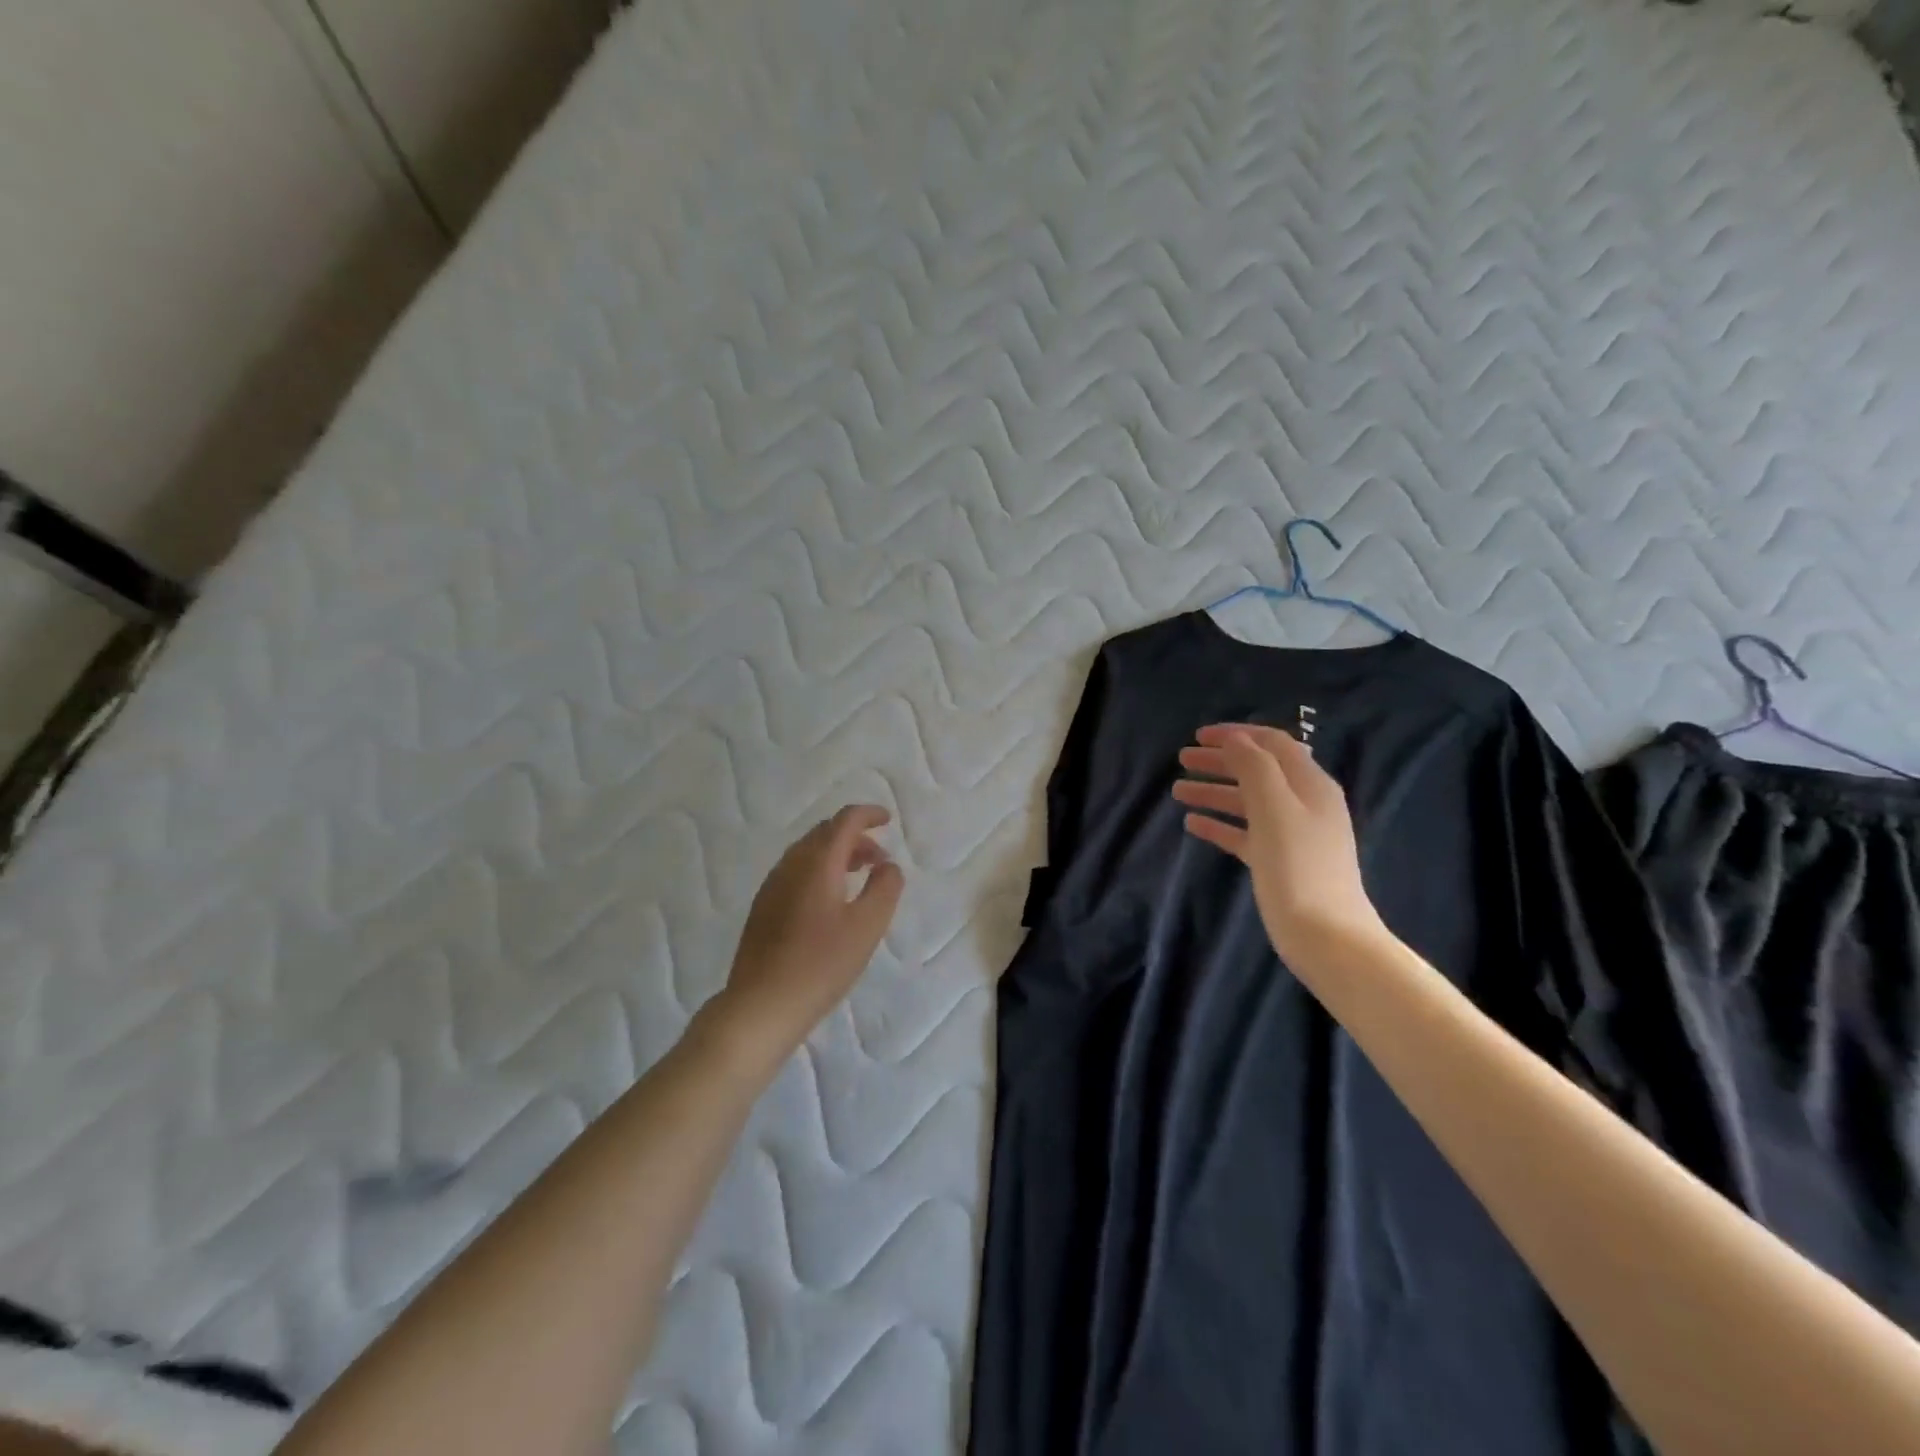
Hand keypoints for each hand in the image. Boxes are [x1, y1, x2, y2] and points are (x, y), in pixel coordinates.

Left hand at [713, 805, 904, 1062]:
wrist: (761, 1005)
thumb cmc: (821, 964)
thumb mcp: (867, 927)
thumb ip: (885, 888)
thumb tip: (888, 866)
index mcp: (817, 862)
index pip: (845, 821)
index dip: (869, 814)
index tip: (888, 821)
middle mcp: (791, 864)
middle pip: (824, 833)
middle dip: (854, 836)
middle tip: (879, 858)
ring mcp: (772, 885)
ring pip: (808, 852)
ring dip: (836, 854)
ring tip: (859, 877)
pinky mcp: (763, 907)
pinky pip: (796, 871)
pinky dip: (819, 870)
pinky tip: (830, 901)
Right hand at [1172, 724, 1387, 967]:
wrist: (1326, 936)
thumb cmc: (1298, 867)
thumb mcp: (1275, 808)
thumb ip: (1254, 767)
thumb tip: (1235, 739)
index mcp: (1309, 784)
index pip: (1272, 744)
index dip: (1236, 735)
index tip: (1198, 736)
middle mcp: (1303, 803)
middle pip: (1257, 771)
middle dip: (1220, 762)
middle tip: (1182, 760)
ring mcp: (1292, 834)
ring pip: (1247, 802)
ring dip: (1214, 792)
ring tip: (1177, 792)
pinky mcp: (1278, 862)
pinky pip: (1244, 832)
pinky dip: (1220, 824)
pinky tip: (1193, 825)